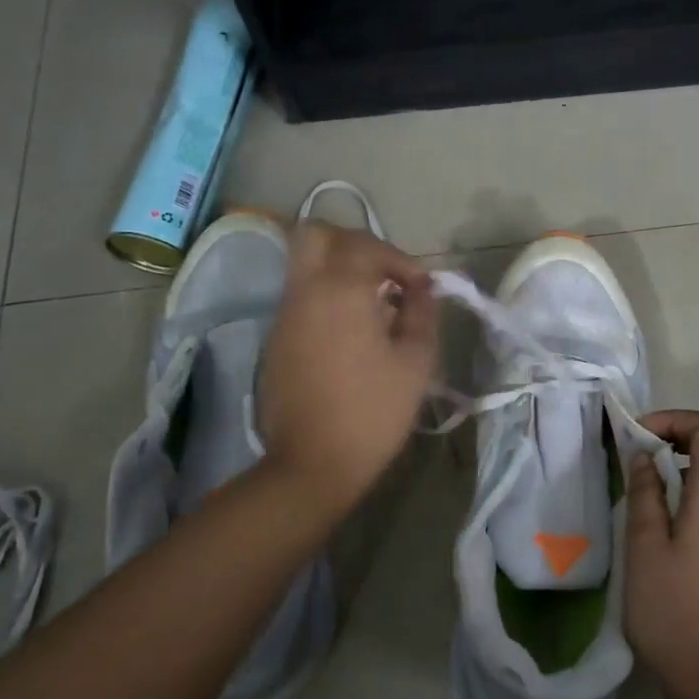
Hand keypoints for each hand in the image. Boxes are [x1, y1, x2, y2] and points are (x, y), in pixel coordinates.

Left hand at [257, 221, 439, 512]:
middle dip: (355, 243)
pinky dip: (327, 296)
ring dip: (340, 270)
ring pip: (305, 264)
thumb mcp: (416, 362)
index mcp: (341, 290)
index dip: (401, 260)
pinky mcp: (276, 339)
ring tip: (375, 304)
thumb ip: (422, 314)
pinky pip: (301, 296)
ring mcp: (284, 315)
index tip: (421, 289)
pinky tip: (353, 332)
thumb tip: (421, 289)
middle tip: (384, 272)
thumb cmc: (373, 411)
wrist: (313, 463)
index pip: (368, 246)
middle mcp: (305, 291)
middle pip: (317, 234)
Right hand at [624, 410, 698, 698]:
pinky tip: (664, 513)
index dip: (675, 420)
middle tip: (638, 452)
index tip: (638, 438)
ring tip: (645, 480)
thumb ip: (645, 493)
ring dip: (684, 459)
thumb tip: (644, 457)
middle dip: (678, 434)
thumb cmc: (672, 611)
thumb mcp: (645, 547)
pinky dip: (693, 484)